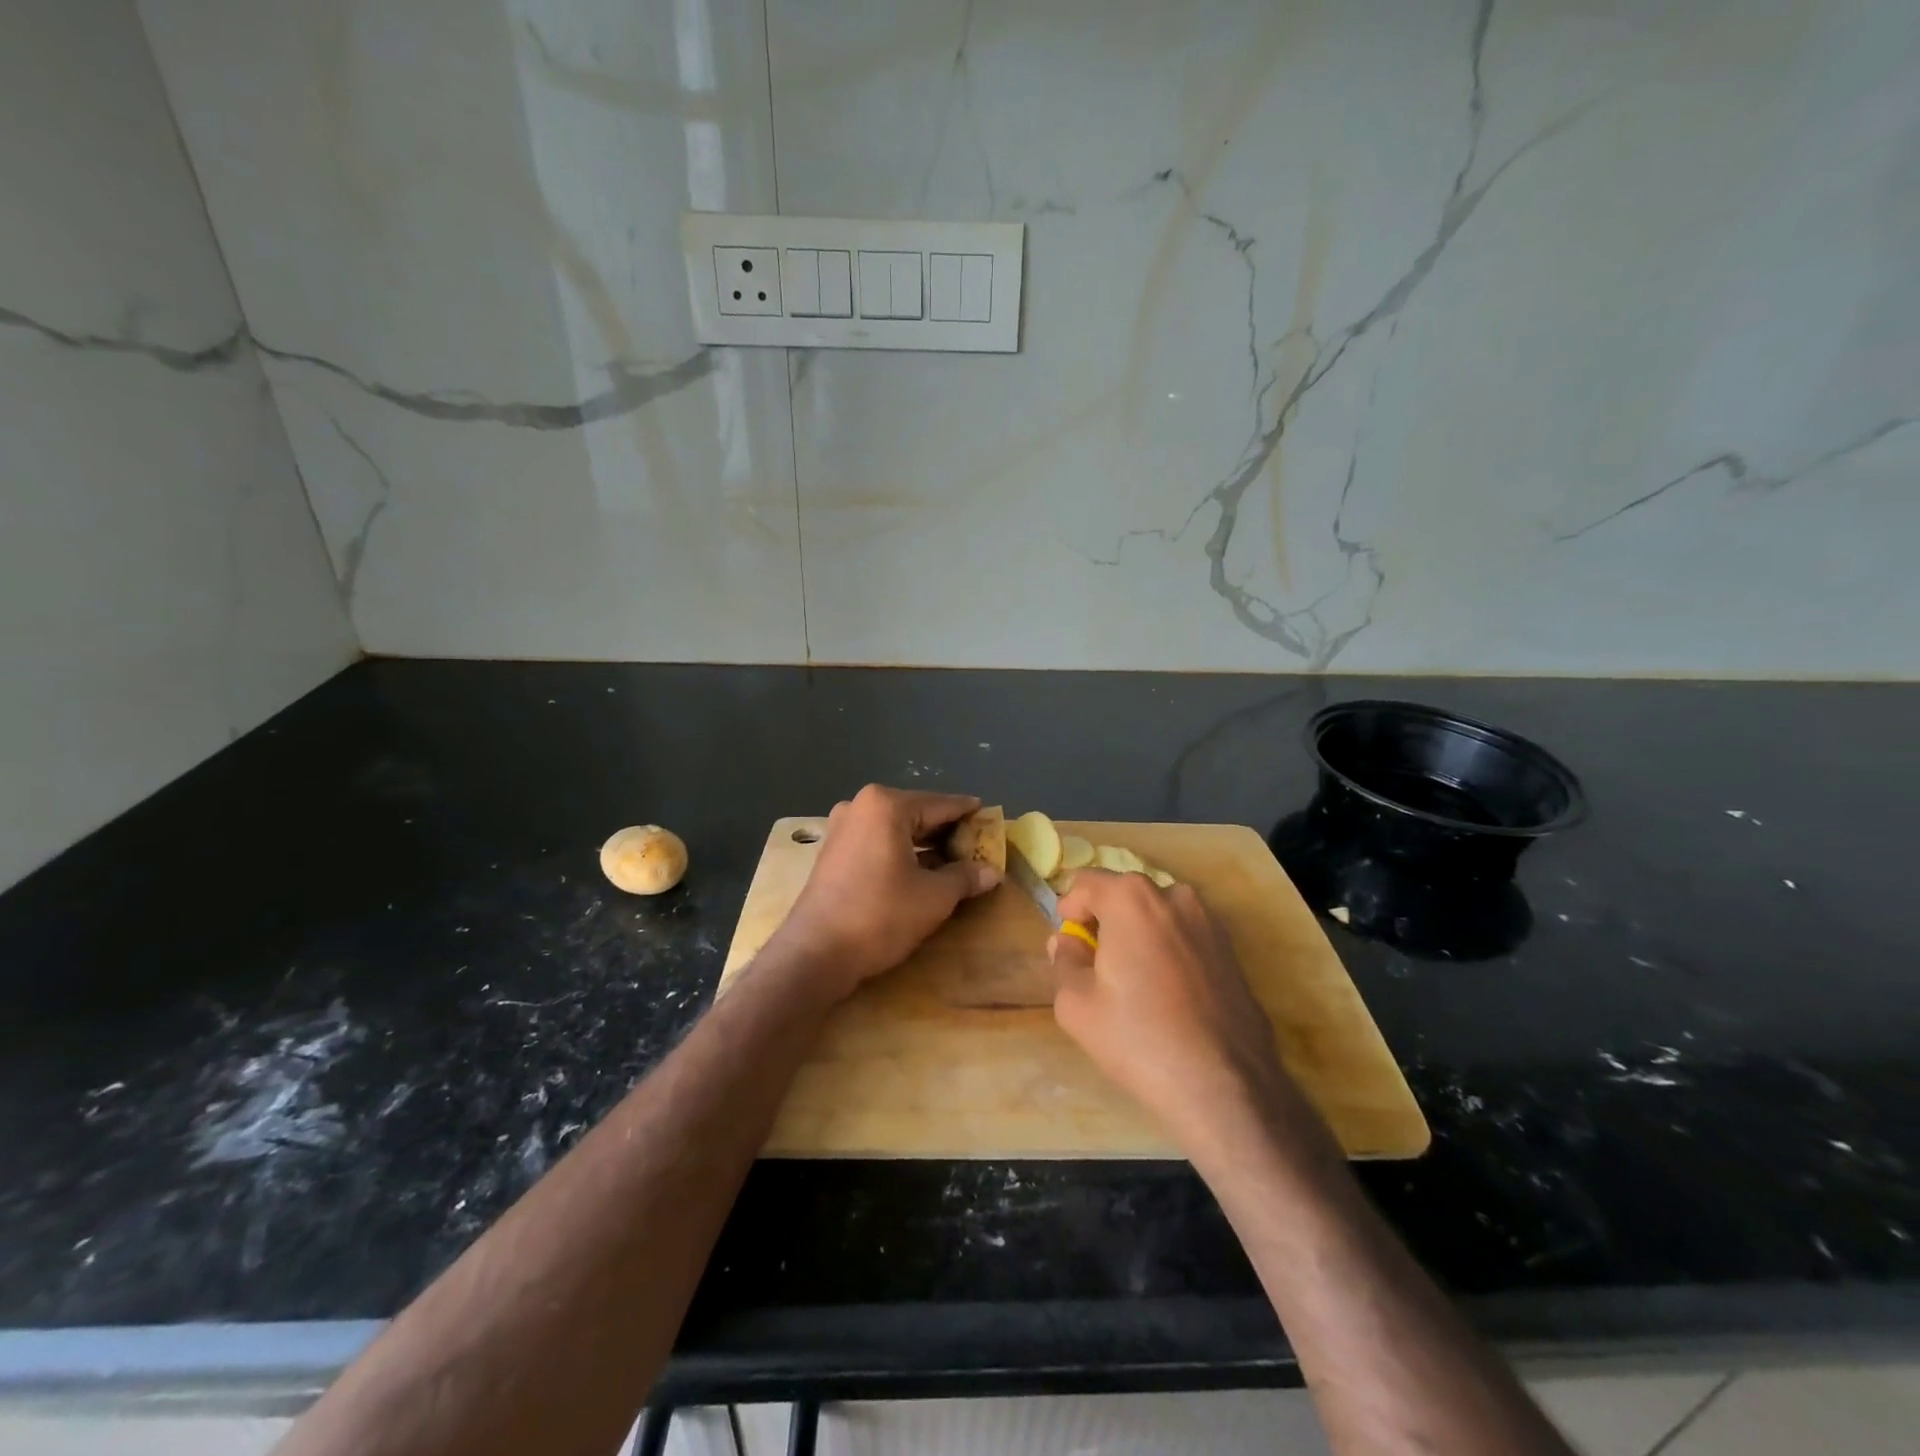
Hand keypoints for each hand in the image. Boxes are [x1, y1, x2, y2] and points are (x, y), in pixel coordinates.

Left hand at [771, 785, 1001, 1000]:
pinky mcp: (833, 852)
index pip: (940, 804)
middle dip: (946, 831)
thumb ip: (965, 877)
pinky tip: (920, 870)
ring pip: (895, 829)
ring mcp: (842, 828)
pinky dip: (901, 852)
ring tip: (954, 860)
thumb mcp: (934, 897)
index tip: (990, 816)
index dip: (968, 813)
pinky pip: (877, 842)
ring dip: (924, 844)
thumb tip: (992, 872)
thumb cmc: (880, 915)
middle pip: (916, 813)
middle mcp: (860, 806)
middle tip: (977, 844)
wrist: (815, 954)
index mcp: (886, 805)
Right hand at [1048, 870, 1296, 1146]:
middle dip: (1105, 921)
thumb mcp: (1076, 1004)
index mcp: (1131, 898)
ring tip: (1134, 983)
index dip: (1069, 910)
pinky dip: (1168, 951)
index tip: (1069, 944)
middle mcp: (1174, 896)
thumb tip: (1067, 942)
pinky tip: (1167, 996)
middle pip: (1124, 895)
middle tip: (1096, 967)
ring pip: (1157, 916)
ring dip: (1138, 935)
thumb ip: (1064, 961)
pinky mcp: (1232, 950)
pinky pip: (1185, 936)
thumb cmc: (1138, 1038)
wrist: (1224, 1086)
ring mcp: (1210, 921)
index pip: (1086, 883)